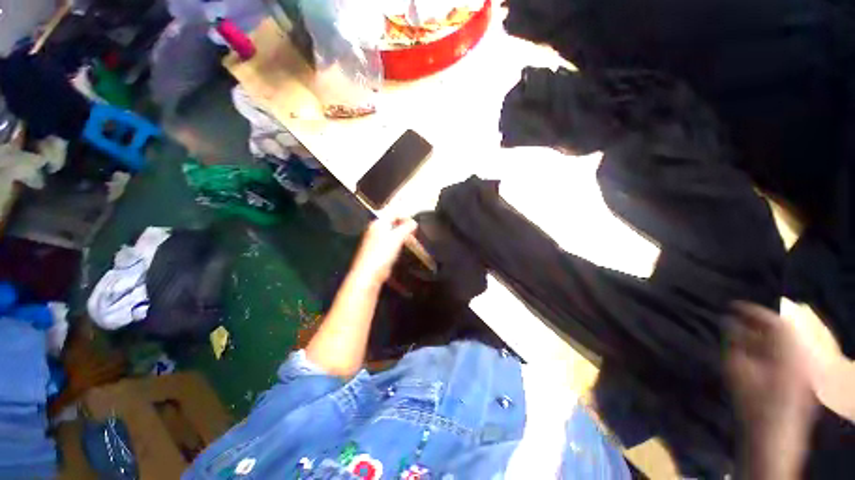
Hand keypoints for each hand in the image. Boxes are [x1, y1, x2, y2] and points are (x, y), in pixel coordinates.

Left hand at [349, 218, 417, 286]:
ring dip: (401, 230)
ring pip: (391, 230)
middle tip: (414, 226)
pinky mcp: (378, 249)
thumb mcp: (397, 238)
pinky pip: (390, 239)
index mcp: (379, 222)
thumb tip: (413, 222)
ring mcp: (376, 239)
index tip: (415, 218)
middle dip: (403, 221)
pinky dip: (398, 239)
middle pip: (391, 220)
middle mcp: (376, 228)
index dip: (404, 213)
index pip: (393, 211)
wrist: (368, 274)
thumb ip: (406, 228)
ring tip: (412, 233)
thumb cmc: (382, 253)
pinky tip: (404, 243)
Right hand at [727, 302, 818, 478]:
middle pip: (782, 330)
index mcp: (789, 352)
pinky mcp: (801, 379)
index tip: (733, 305)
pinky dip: (770, 349)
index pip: (775, 320)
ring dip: (763, 336)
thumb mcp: (738, 371)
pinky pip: (786, 355)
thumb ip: (734, 343)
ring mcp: (803, 369)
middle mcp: (800, 355)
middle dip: (758, 323)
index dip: (753, 310)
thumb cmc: (754, 403)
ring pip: (784, 343)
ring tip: (742, 336)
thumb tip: (728, 321)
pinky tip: (755, 354)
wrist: (773, 438)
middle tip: (736, 320)